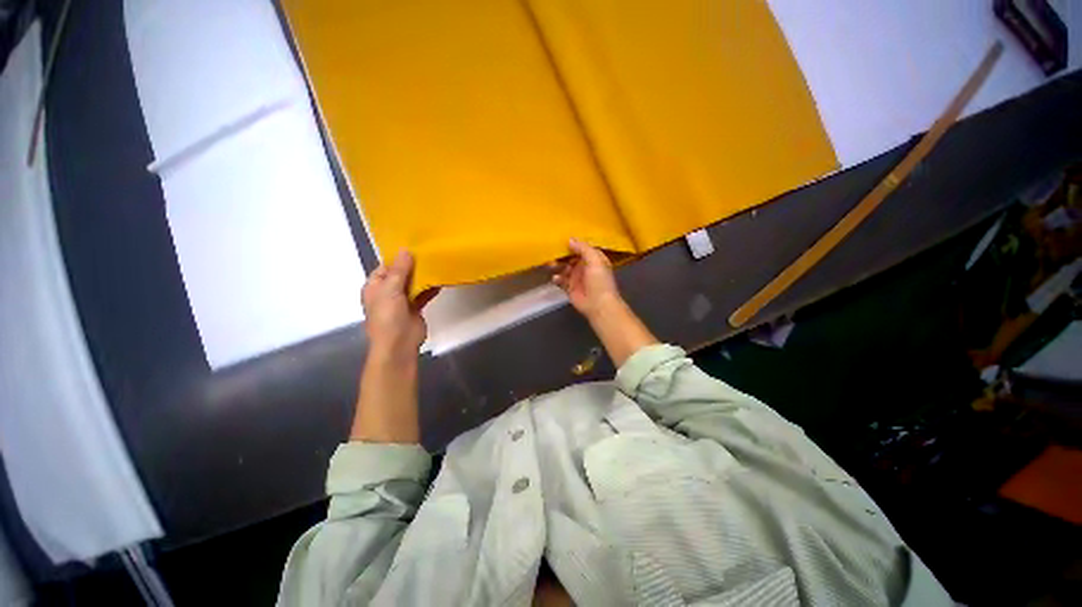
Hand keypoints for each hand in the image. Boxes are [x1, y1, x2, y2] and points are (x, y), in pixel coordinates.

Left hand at [362, 251, 438, 358]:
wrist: (398, 346)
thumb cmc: (387, 316)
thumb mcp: (390, 288)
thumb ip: (400, 269)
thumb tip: (406, 250)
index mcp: (374, 286)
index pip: (385, 266)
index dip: (398, 256)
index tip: (414, 244)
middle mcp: (386, 292)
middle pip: (400, 273)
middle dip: (412, 264)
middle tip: (429, 248)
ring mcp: (400, 301)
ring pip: (412, 283)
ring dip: (422, 275)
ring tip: (436, 259)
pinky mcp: (414, 309)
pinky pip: (422, 294)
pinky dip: (430, 287)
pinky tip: (441, 277)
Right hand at [551, 238, 621, 318]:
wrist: (599, 305)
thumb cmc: (599, 281)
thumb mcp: (595, 260)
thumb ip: (583, 248)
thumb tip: (570, 239)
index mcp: (594, 259)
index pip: (583, 248)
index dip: (574, 243)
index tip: (562, 238)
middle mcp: (586, 267)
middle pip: (571, 257)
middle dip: (562, 254)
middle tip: (552, 251)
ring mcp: (577, 277)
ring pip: (564, 267)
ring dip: (557, 265)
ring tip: (550, 264)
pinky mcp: (570, 288)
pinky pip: (561, 280)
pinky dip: (557, 278)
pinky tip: (555, 278)